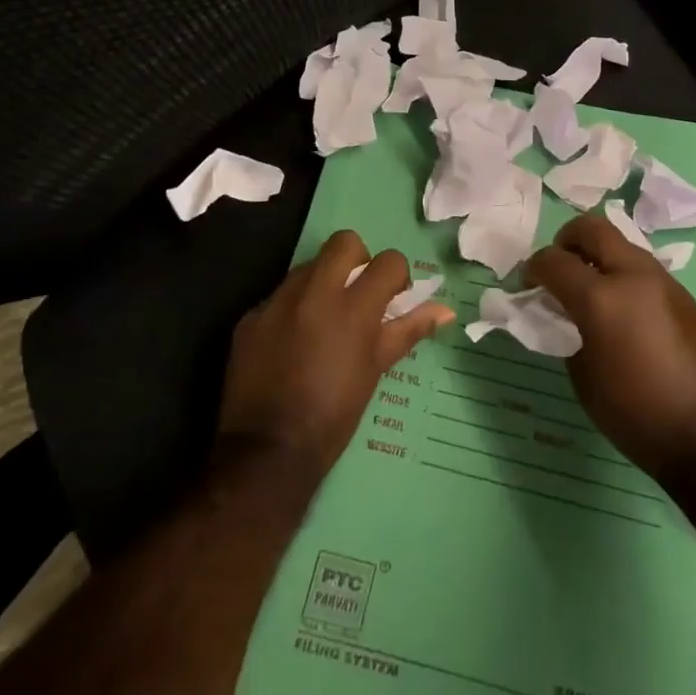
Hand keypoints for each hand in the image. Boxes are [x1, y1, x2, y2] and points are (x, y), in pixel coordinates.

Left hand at [219, 230, 453, 476]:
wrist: (267, 452)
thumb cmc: (335, 415)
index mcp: (353, 308)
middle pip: (344, 242)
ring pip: (308, 266)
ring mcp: (277, 303)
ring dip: (323, 282)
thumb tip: (445, 311)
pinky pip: (278, 297)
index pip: (388, 261)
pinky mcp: (250, 318)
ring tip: (324, 320)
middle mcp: (314, 293)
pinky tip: (292, 343)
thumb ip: (407, 331)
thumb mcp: (376, 370)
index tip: (393, 298)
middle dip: (358, 259)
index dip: (397, 275)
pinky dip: (292, 309)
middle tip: (358, 294)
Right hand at [527, 213, 695, 482]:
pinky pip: (641, 268)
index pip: (554, 261)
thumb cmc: (639, 416)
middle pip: (591, 228)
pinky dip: (621, 273)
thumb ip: (568, 335)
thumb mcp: (585, 380)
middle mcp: (633, 276)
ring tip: (588, 290)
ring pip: (621, 243)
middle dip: (566, 240)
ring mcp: (663, 281)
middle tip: (557, 268)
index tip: (527, 286)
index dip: (533, 269)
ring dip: (597, 255)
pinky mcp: (683, 295)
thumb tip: (565, 316)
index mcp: (602, 298)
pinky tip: (619, 309)